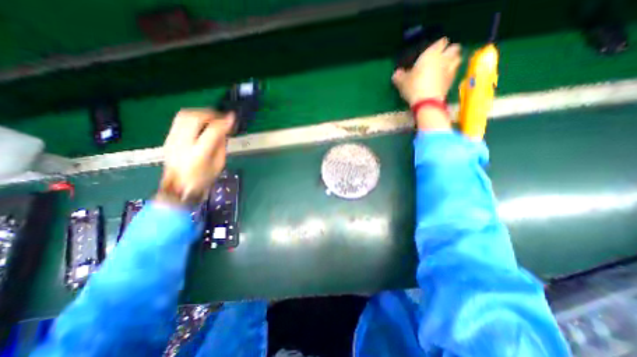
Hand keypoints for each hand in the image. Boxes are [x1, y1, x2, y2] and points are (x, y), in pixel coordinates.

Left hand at [157, 110, 235, 207]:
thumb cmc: (203, 178)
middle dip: (210, 113)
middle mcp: (183, 144)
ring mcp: (172, 139)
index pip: (212, 131)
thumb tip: (223, 130)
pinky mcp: (168, 138)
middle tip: (221, 117)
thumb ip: (221, 145)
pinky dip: (192, 118)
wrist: (178, 187)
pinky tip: (201, 123)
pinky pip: (179, 120)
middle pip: (194, 118)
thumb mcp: (219, 164)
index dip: (224, 122)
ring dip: (200, 113)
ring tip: (211, 118)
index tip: (232, 117)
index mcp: (199, 154)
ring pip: (184, 115)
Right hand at [391, 36, 461, 104]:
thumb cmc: (413, 87)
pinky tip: (443, 78)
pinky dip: (451, 73)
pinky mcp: (452, 81)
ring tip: (445, 66)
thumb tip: (397, 73)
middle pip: (454, 47)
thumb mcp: (401, 82)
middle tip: (441, 57)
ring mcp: (450, 69)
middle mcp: (444, 58)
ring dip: (453, 60)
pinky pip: (455, 72)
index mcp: (431, 53)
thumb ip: (399, 75)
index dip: (438, 45)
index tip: (433, 50)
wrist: (427, 101)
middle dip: (450, 50)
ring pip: (458, 58)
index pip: (441, 42)